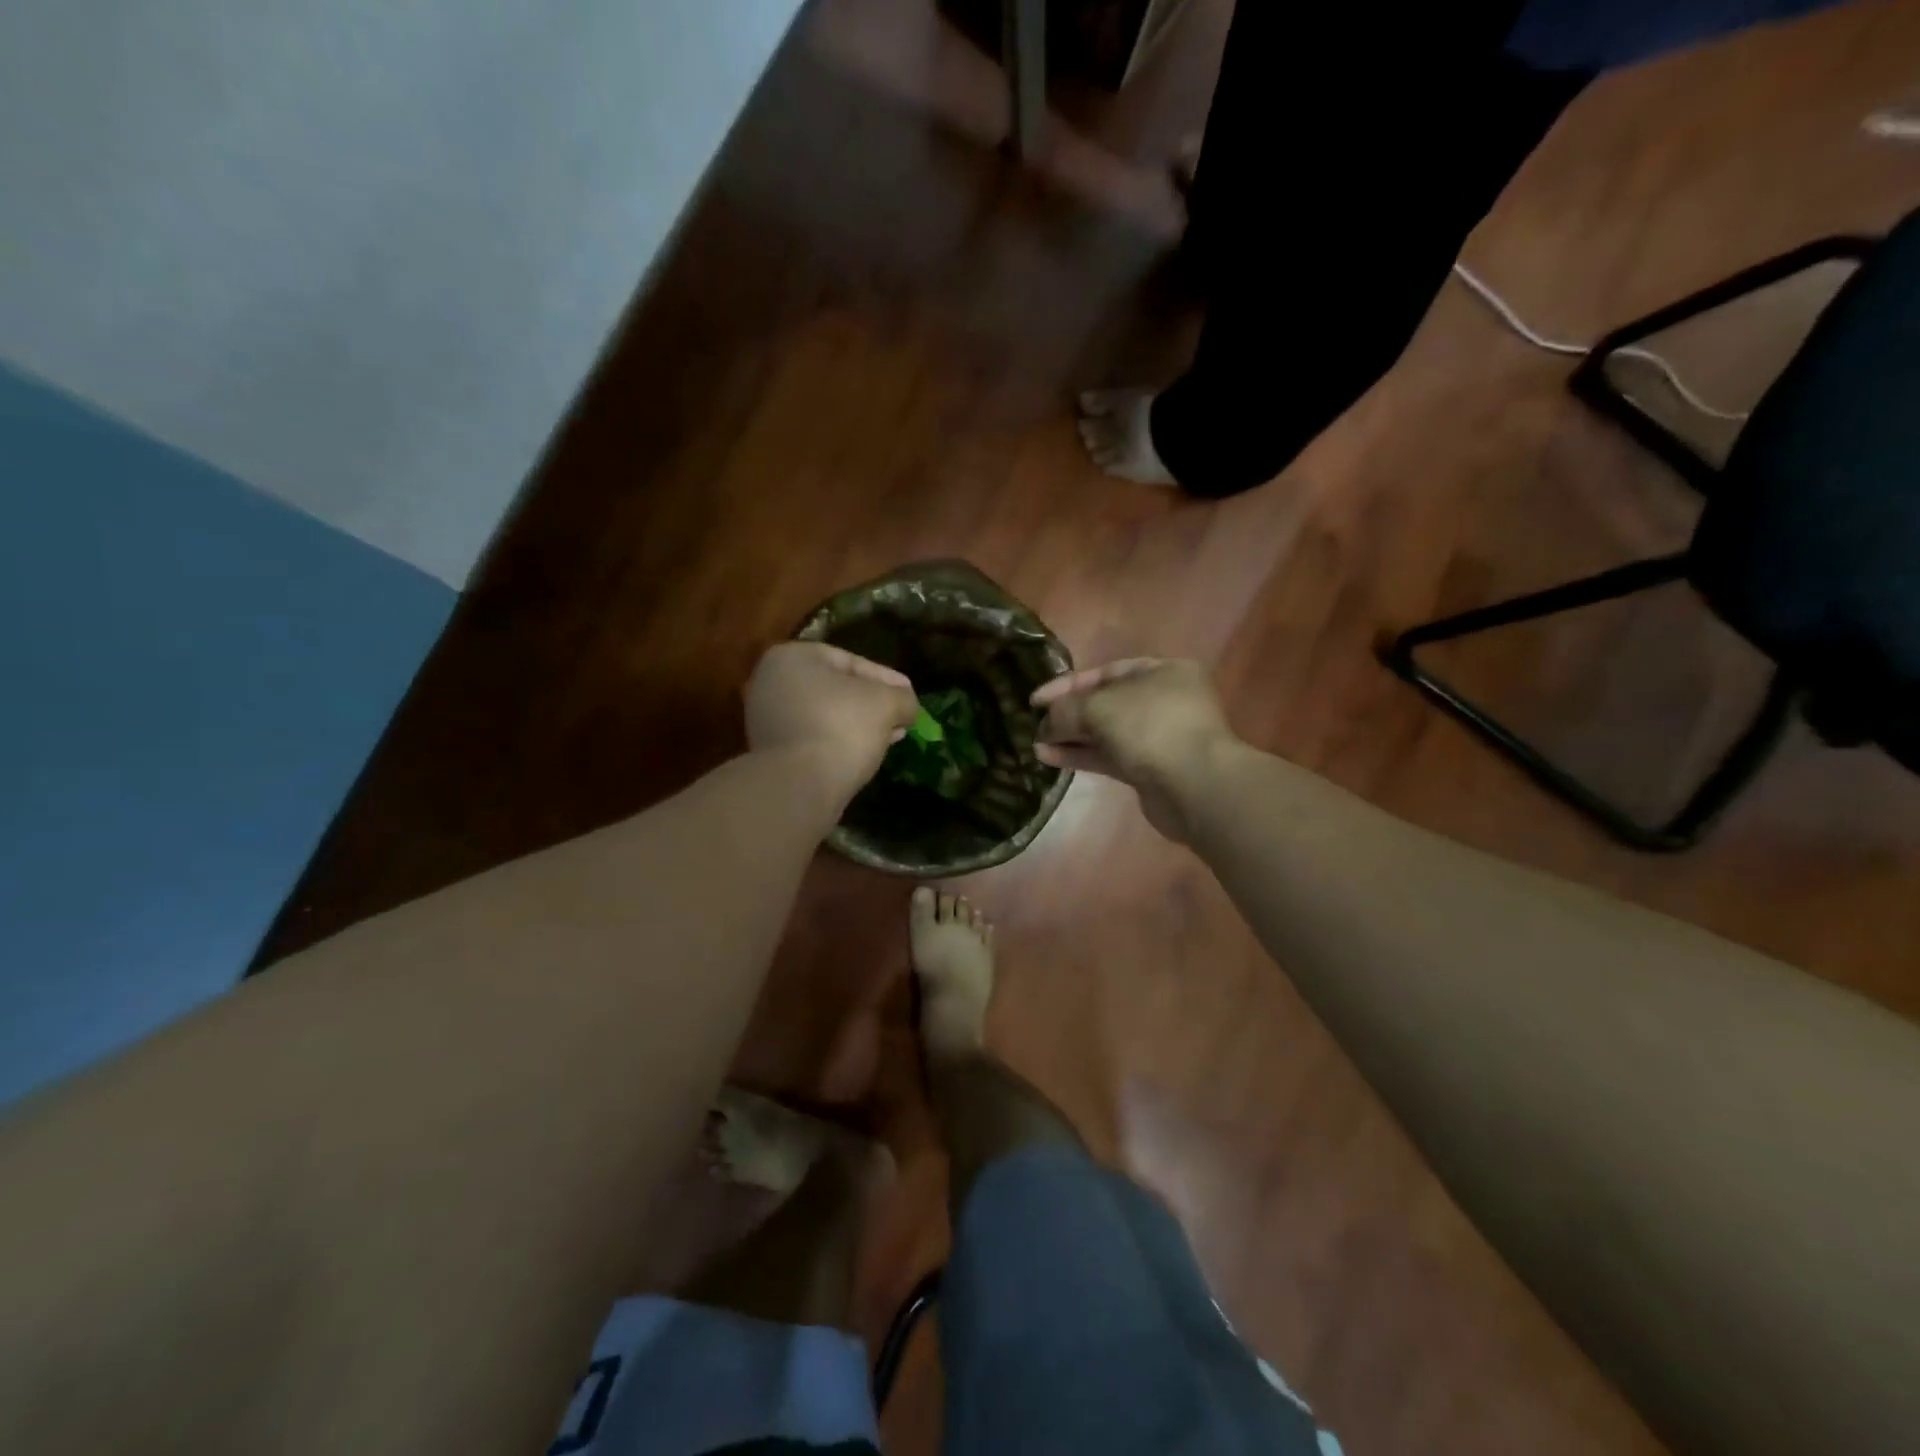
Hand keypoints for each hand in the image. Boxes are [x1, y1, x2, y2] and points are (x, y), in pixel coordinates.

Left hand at [745, 643, 918, 800]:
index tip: (909, 694)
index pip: (851, 662)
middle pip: (836, 689)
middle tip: (901, 717)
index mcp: (792, 657)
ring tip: (890, 737)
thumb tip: (907, 706)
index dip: (886, 679)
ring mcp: (765, 718)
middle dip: (872, 703)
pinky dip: (838, 742)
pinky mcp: (769, 751)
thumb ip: (902, 697)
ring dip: (858, 725)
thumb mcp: (886, 703)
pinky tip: (865, 754)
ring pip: (825, 715)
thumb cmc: (841, 727)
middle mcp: (770, 682)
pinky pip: (813, 738)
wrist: (798, 785)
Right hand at [1031, 658, 1237, 842]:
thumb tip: (1046, 723)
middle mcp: (1165, 700)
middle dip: (1069, 714)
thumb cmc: (1150, 727)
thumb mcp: (1098, 707)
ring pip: (1107, 733)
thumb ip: (1066, 710)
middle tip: (1036, 724)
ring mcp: (1160, 737)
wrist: (1194, 785)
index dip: (1067, 684)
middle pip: (1107, 703)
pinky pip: (1110, 757)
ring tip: (1036, 745)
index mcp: (1163, 671)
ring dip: (1072, 737)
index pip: (1106, 671)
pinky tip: (1051, 759)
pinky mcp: (1152, 770)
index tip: (1034, 699)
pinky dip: (1082, 756)